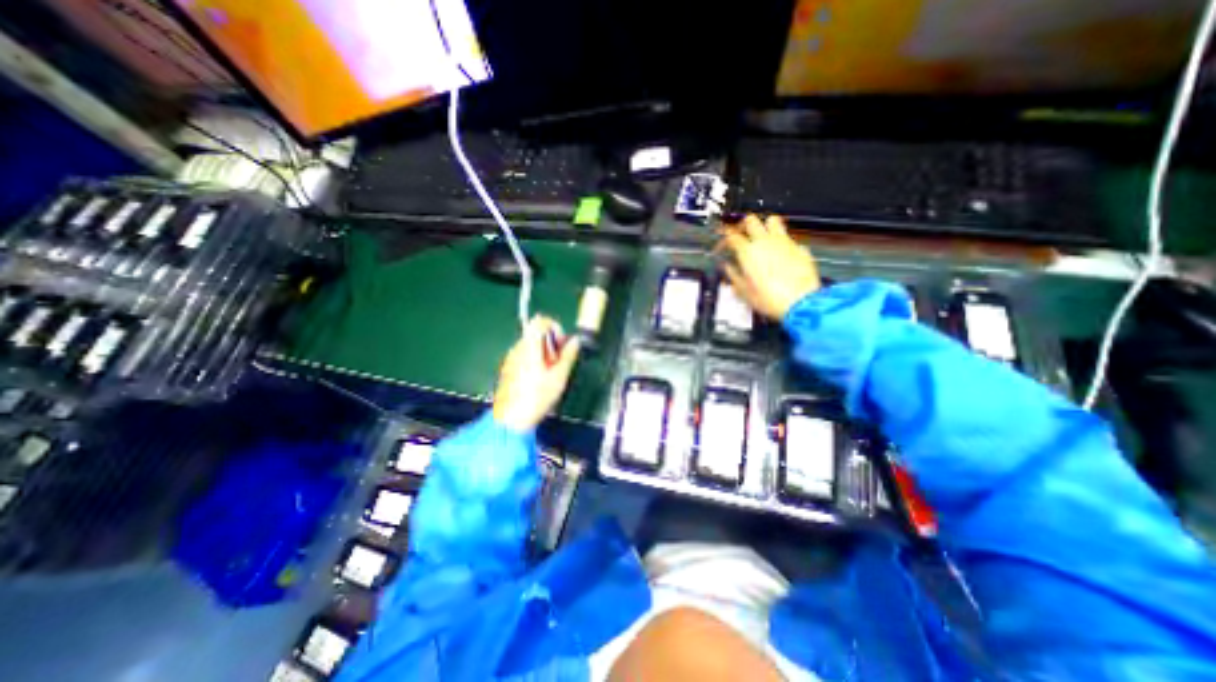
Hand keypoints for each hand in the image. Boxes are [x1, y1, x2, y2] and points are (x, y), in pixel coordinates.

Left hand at [491, 315, 581, 432]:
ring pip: (530, 345)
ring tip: (550, 374)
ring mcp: (510, 358)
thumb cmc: (537, 397)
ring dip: (544, 353)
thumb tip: (575, 341)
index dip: (555, 328)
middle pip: (536, 333)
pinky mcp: (507, 369)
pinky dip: (534, 361)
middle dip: (551, 344)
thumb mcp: (559, 376)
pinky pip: (524, 356)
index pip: (541, 321)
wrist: (511, 420)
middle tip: (559, 363)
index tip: (562, 346)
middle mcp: (517, 348)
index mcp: (530, 346)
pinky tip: (538, 381)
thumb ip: (568, 355)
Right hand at [715, 213, 821, 319]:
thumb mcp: (744, 292)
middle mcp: (765, 242)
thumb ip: (734, 276)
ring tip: (762, 237)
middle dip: (744, 226)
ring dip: (765, 226)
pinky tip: (781, 255)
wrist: (801, 302)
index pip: (731, 236)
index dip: (724, 239)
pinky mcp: (799, 248)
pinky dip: (782, 243)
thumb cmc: (770, 299)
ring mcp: (784, 242)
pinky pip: (788, 238)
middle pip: (751, 220)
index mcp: (748, 252)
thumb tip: (727, 268)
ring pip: (772, 221)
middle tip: (742, 235)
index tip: (723, 245)